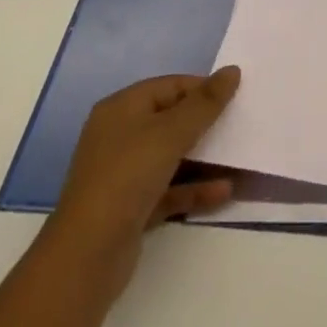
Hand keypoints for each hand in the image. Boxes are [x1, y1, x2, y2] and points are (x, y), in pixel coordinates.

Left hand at [44, 67, 240, 294]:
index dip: (202, 89)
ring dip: (204, 158)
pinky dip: (194, 188)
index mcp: (122, 109)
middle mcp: (119, 136)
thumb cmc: (128, 176)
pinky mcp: (130, 208)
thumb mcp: (171, 132)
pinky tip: (225, 190)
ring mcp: (123, 174)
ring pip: (171, 157)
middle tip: (239, 123)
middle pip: (170, 120)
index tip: (235, 97)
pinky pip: (169, 189)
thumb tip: (232, 70)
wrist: (86, 256)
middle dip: (205, 123)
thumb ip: (205, 102)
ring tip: (239, 157)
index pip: (169, 86)